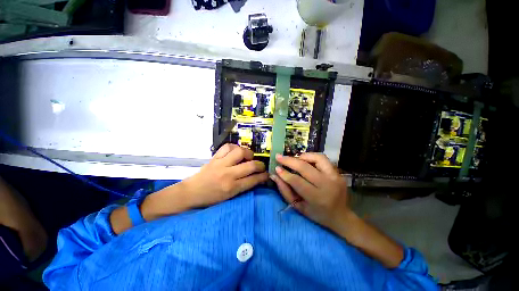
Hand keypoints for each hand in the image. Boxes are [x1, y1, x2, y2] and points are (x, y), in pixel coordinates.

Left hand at [181, 144, 268, 207]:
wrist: (191, 193)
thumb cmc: (211, 198)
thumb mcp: (229, 197)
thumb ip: (244, 187)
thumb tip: (256, 178)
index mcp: (232, 188)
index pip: (253, 180)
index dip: (263, 176)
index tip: (267, 174)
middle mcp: (228, 174)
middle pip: (251, 165)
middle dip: (260, 165)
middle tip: (261, 166)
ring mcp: (221, 164)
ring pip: (240, 152)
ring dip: (248, 153)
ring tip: (249, 157)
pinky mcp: (215, 157)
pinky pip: (227, 147)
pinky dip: (235, 147)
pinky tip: (236, 151)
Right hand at [270, 153, 349, 230]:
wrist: (341, 216)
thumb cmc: (317, 214)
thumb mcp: (298, 207)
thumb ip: (285, 191)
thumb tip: (275, 176)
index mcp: (317, 198)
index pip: (297, 181)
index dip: (285, 174)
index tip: (276, 168)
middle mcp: (327, 185)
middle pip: (305, 167)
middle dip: (289, 161)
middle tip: (279, 157)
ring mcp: (335, 177)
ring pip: (316, 158)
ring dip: (302, 156)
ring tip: (293, 159)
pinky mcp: (338, 172)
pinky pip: (323, 159)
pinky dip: (311, 157)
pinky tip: (304, 160)